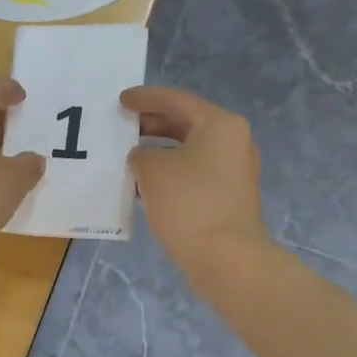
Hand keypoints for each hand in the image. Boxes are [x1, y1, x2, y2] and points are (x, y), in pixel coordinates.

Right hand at [123, 86, 269, 283]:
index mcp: (220, 124)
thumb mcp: (153, 170)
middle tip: (123, 127)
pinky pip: (195, 174)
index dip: (146, 98)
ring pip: (190, 151)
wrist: (226, 258)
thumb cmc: (189, 203)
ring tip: (129, 157)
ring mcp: (235, 172)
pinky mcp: (230, 198)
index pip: (177, 100)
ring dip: (160, 151)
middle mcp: (233, 142)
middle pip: (186, 123)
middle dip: (152, 124)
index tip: (121, 100)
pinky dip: (171, 173)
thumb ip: (141, 154)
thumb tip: (145, 158)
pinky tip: (147, 185)